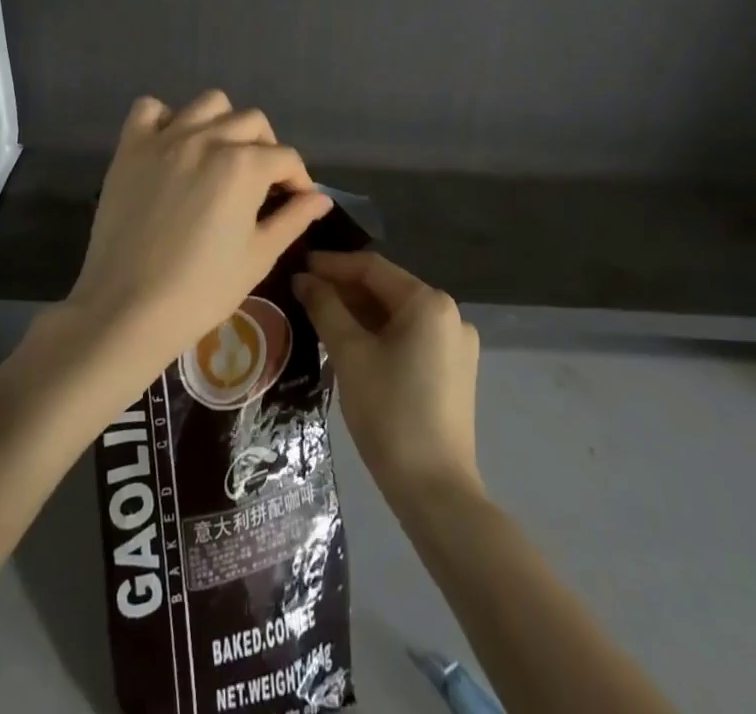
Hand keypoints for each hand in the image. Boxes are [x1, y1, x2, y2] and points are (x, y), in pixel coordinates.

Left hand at [63, 91, 332, 379]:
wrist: (128, 308)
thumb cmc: (202, 289)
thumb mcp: (258, 257)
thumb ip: (293, 219)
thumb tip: (321, 198)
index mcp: (244, 165)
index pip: (286, 157)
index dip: (298, 179)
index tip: (296, 201)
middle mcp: (208, 139)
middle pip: (252, 122)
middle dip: (266, 148)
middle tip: (261, 182)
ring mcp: (166, 138)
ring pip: (209, 103)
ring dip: (223, 123)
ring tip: (220, 156)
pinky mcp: (130, 147)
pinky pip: (150, 108)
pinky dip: (166, 119)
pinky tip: (172, 147)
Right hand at [295, 251, 481, 503]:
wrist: (435, 490)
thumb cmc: (390, 412)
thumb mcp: (350, 354)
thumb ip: (325, 308)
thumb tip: (303, 279)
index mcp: (429, 303)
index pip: (372, 268)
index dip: (333, 264)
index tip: (299, 265)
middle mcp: (449, 315)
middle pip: (387, 289)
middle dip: (344, 289)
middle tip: (304, 292)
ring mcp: (456, 345)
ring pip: (397, 315)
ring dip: (359, 312)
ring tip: (320, 315)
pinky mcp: (453, 372)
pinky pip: (410, 338)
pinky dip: (378, 334)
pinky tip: (349, 343)